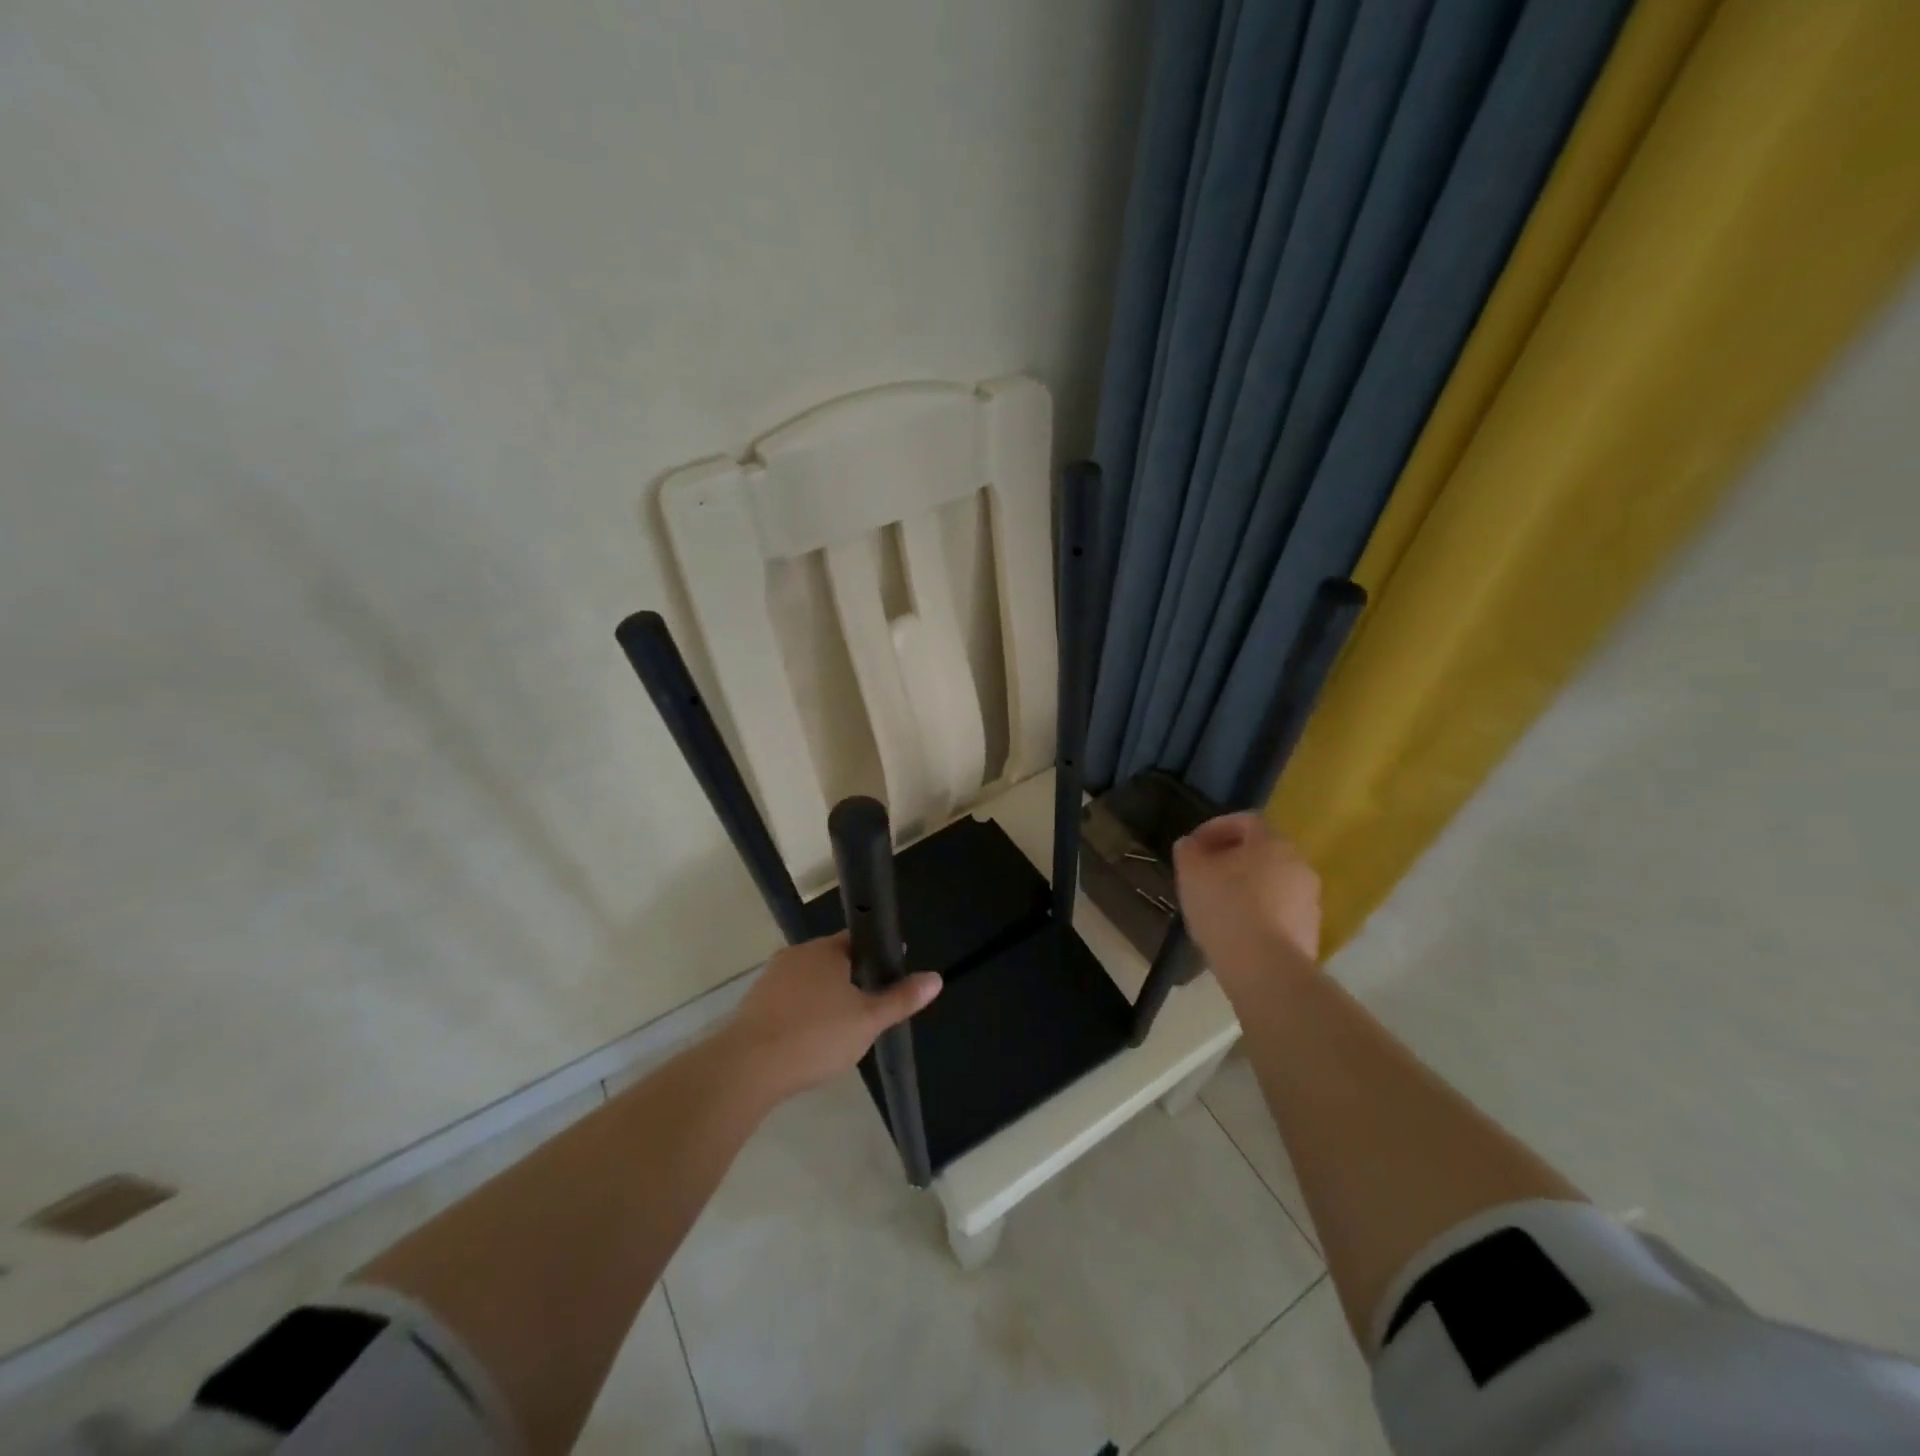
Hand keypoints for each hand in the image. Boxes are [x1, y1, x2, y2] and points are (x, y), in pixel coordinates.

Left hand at [722, 933, 941, 1100]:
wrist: (746, 1068)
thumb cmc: (815, 1036)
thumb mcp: (868, 1020)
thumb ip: (901, 999)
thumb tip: (936, 978)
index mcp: (826, 950)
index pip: (859, 940)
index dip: (878, 955)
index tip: (892, 973)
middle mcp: (796, 955)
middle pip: (833, 960)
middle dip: (852, 980)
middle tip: (869, 1010)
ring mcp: (771, 979)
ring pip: (809, 982)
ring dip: (825, 998)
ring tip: (840, 1030)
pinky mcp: (754, 1005)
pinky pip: (789, 1002)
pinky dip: (802, 1014)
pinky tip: (809, 1041)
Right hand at [1172, 813, 1321, 998]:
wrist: (1266, 969)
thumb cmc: (1226, 909)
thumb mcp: (1191, 873)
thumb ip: (1188, 851)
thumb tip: (1190, 845)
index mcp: (1271, 843)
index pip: (1245, 820)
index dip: (1215, 828)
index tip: (1193, 847)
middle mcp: (1298, 864)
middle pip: (1260, 851)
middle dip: (1230, 858)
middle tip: (1203, 874)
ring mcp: (1309, 899)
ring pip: (1271, 882)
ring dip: (1245, 886)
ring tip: (1216, 905)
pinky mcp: (1310, 931)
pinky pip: (1278, 910)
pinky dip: (1257, 912)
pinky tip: (1235, 930)